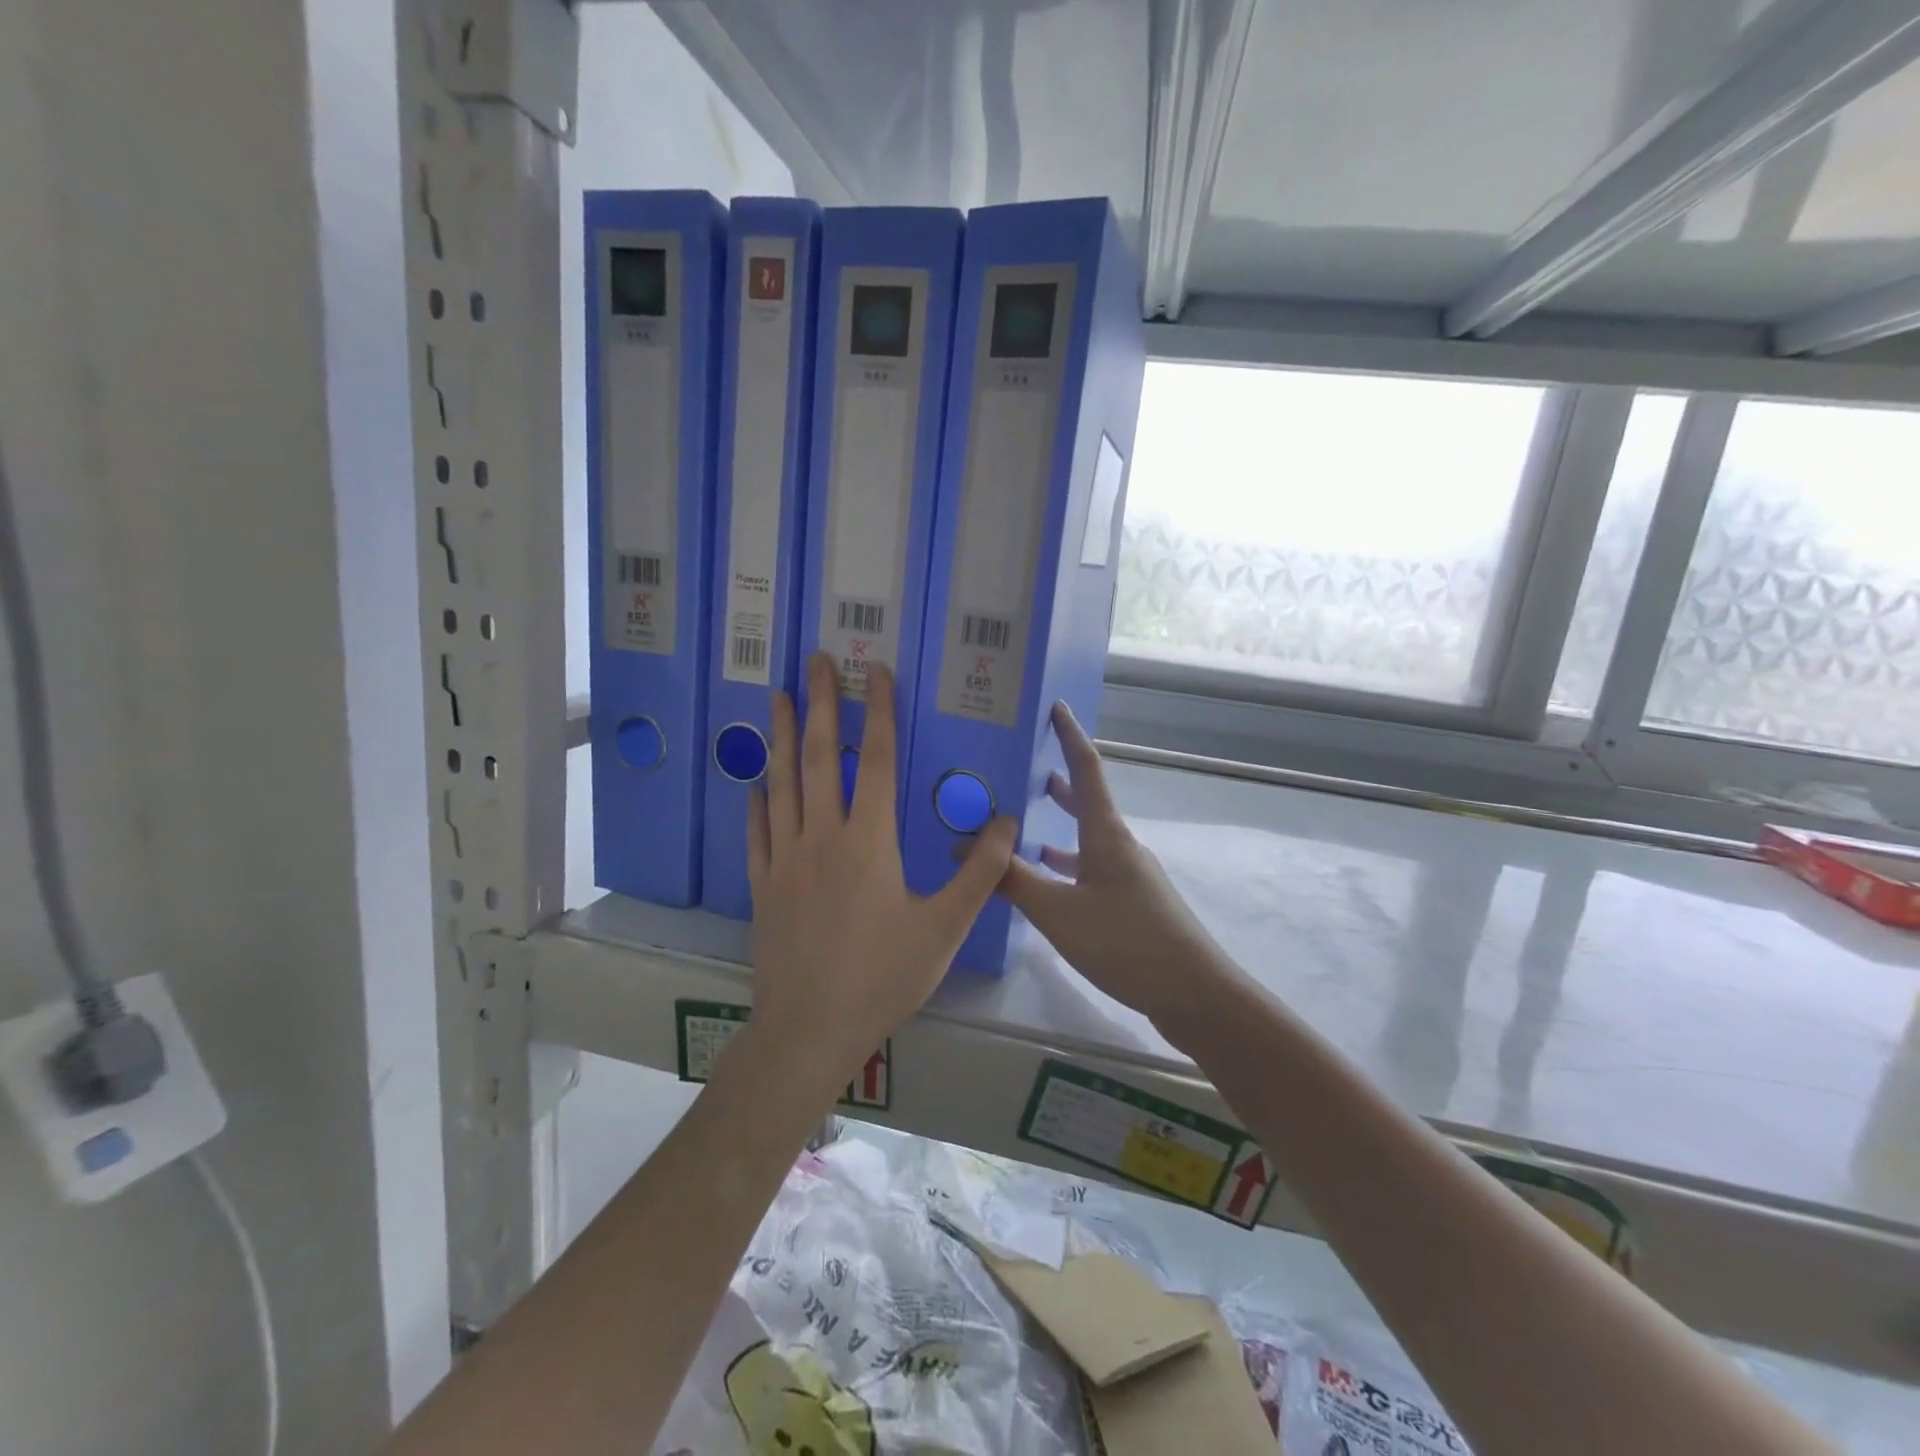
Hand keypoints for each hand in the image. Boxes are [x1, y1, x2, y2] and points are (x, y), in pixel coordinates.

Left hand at [746, 654, 1017, 1090]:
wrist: (809, 1029)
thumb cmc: (882, 977)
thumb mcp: (944, 928)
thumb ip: (980, 874)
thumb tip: (1006, 822)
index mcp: (869, 841)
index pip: (879, 761)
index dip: (879, 712)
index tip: (875, 672)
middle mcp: (823, 836)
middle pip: (822, 758)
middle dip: (822, 705)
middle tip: (813, 661)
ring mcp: (785, 859)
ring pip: (782, 784)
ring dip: (783, 738)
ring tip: (780, 699)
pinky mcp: (762, 885)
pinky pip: (757, 832)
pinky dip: (757, 802)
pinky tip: (755, 785)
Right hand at [1000, 703, 1233, 1024]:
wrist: (1193, 993)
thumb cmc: (1125, 940)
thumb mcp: (1057, 911)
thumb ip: (1010, 879)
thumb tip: (965, 848)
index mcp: (1106, 834)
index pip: (1086, 769)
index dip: (1069, 735)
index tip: (1055, 706)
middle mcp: (1119, 846)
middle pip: (1086, 802)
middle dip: (1056, 783)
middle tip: (1021, 770)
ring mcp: (1129, 876)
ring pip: (1086, 840)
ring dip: (1058, 827)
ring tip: (1023, 824)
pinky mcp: (1131, 904)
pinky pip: (1089, 870)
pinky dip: (1065, 867)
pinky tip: (1046, 883)